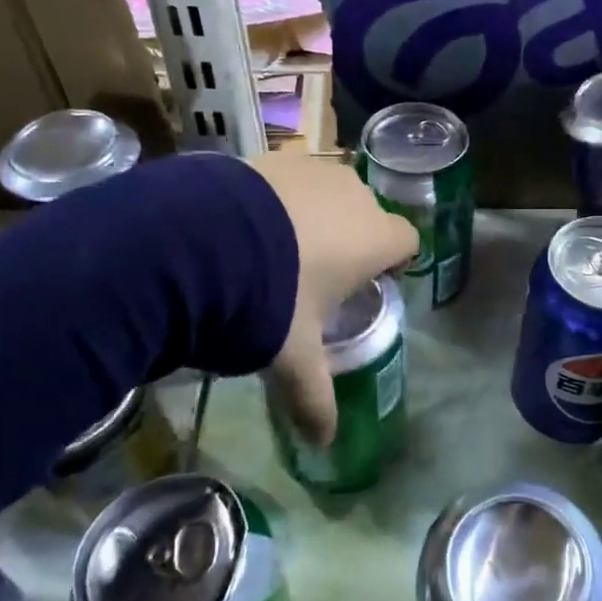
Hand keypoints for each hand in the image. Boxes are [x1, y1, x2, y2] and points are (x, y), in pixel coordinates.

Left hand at [246, 154, 417, 445]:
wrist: (193, 242)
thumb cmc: (267, 300)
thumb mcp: (291, 357)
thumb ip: (314, 398)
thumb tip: (325, 444)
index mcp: (374, 237)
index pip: (408, 241)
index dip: (393, 262)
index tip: (367, 284)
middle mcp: (352, 195)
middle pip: (368, 215)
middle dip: (351, 240)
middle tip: (315, 275)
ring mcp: (309, 169)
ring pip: (328, 193)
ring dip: (314, 216)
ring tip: (275, 249)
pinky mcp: (267, 156)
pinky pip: (288, 180)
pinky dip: (277, 199)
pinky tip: (244, 226)